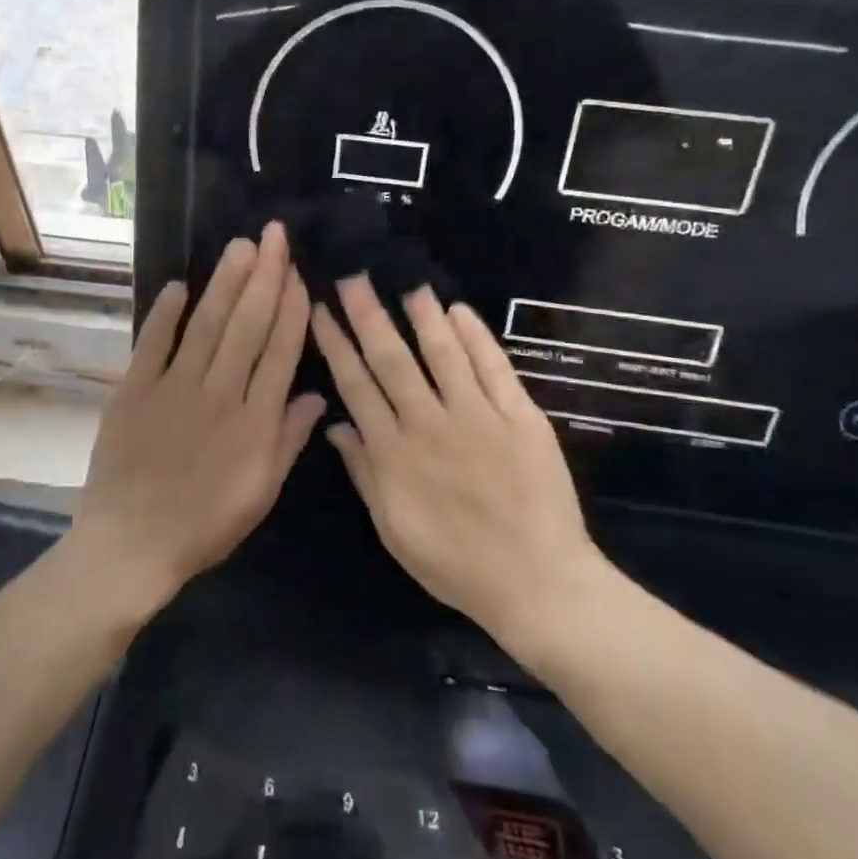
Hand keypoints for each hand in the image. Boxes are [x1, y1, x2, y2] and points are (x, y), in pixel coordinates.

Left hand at [72, 223, 325, 614]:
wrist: (132, 546)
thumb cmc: (205, 525)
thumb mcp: (261, 492)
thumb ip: (289, 440)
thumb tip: (318, 396)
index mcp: (255, 420)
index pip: (280, 352)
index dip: (292, 309)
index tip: (299, 273)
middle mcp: (220, 393)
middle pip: (247, 326)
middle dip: (264, 277)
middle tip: (273, 235)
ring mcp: (174, 388)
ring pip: (206, 325)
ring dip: (225, 283)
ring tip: (240, 246)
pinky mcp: (134, 391)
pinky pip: (153, 344)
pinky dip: (165, 314)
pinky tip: (180, 284)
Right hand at [310, 277, 607, 657]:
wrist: (536, 583)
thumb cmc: (456, 564)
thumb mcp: (393, 529)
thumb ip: (363, 473)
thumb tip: (334, 425)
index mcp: (394, 452)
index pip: (355, 384)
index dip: (335, 344)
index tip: (321, 309)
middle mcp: (429, 423)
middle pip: (391, 359)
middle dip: (368, 314)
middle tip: (354, 275)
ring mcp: (477, 416)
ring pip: (443, 353)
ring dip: (423, 315)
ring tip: (407, 282)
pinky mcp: (520, 416)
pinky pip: (494, 367)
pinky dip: (476, 336)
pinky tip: (460, 311)